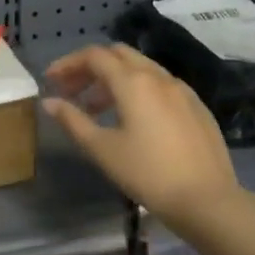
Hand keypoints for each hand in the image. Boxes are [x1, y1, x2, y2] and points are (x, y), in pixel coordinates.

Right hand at [42, 44, 245, 232]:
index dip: (68, 64)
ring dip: (114, 79)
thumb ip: (73, 120)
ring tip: (96, 108)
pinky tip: (133, 119)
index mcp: (133, 82)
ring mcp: (182, 90)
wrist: (206, 199)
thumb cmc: (147, 173)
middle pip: (119, 55)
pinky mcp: (197, 106)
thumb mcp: (102, 149)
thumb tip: (49, 102)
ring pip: (142, 69)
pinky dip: (138, 90)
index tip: (51, 81)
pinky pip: (160, 85)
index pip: (94, 56)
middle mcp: (159, 76)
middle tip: (71, 91)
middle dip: (91, 67)